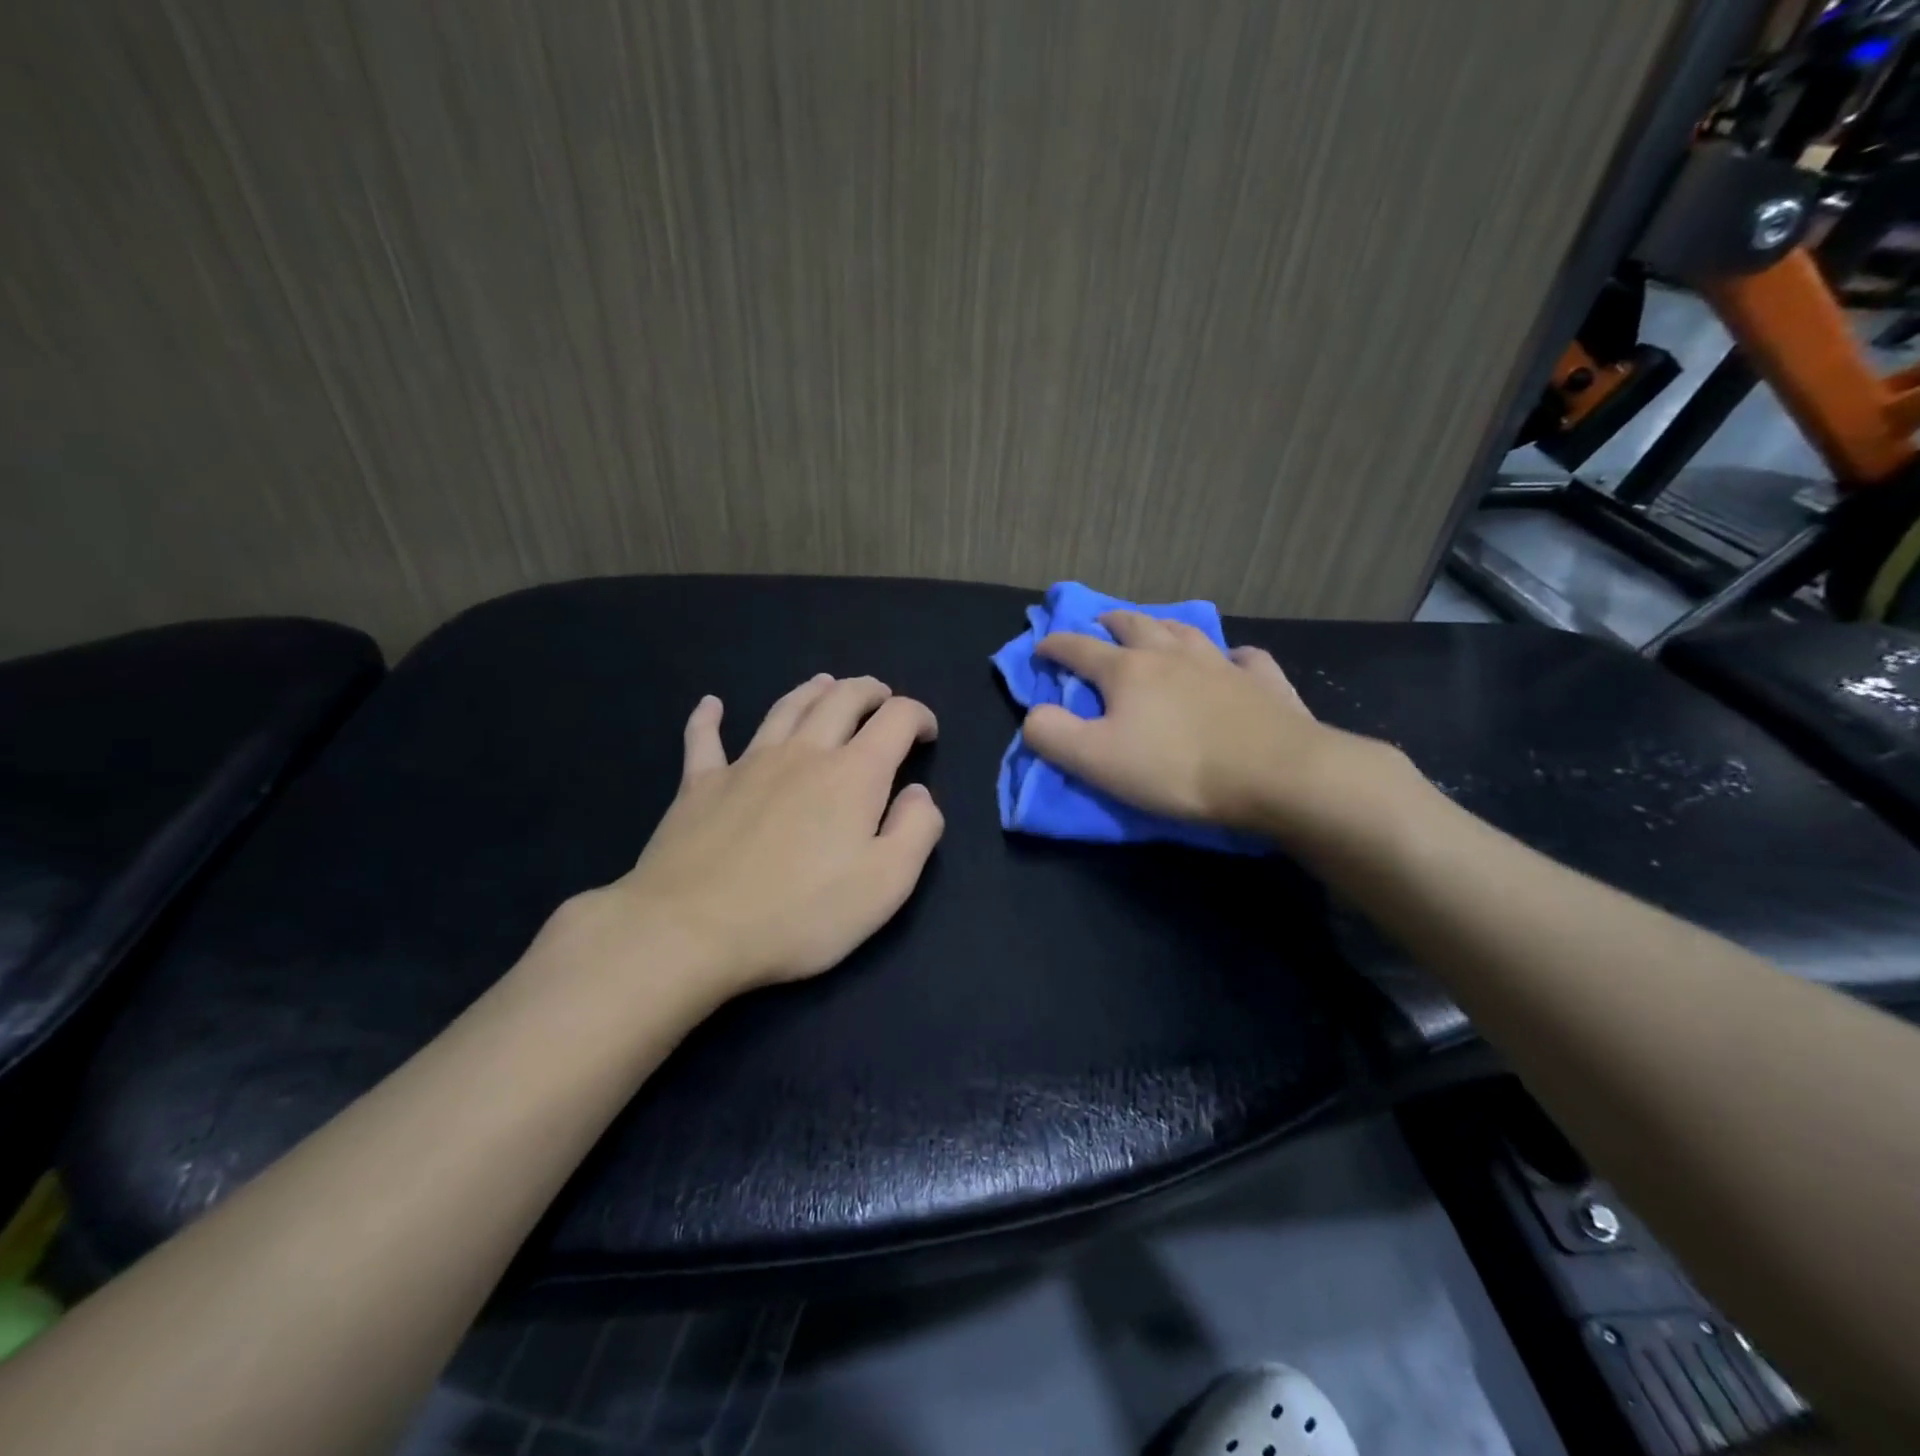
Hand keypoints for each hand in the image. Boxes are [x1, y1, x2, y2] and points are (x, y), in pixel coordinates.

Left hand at [568, 675, 943, 1000]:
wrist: (691, 930)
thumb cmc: (800, 913)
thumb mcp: (886, 884)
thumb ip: (916, 830)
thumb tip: (919, 793)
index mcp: (854, 774)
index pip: (896, 719)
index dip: (919, 716)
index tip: (927, 734)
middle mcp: (803, 752)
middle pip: (841, 698)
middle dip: (869, 691)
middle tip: (882, 698)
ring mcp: (746, 763)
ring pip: (785, 708)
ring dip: (812, 691)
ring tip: (825, 685)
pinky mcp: (699, 784)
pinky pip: (704, 739)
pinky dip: (710, 718)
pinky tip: (711, 705)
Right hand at [1022, 611, 1396, 839]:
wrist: (1274, 774)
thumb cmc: (1175, 768)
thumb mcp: (1095, 760)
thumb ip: (1053, 735)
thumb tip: (1034, 714)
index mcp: (1128, 670)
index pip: (1079, 649)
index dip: (1054, 646)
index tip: (1041, 647)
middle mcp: (1172, 655)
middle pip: (1134, 626)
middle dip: (1110, 623)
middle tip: (1099, 625)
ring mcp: (1221, 665)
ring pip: (1185, 631)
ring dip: (1162, 627)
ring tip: (1155, 630)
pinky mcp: (1263, 683)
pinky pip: (1245, 658)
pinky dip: (1232, 655)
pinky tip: (1234, 660)